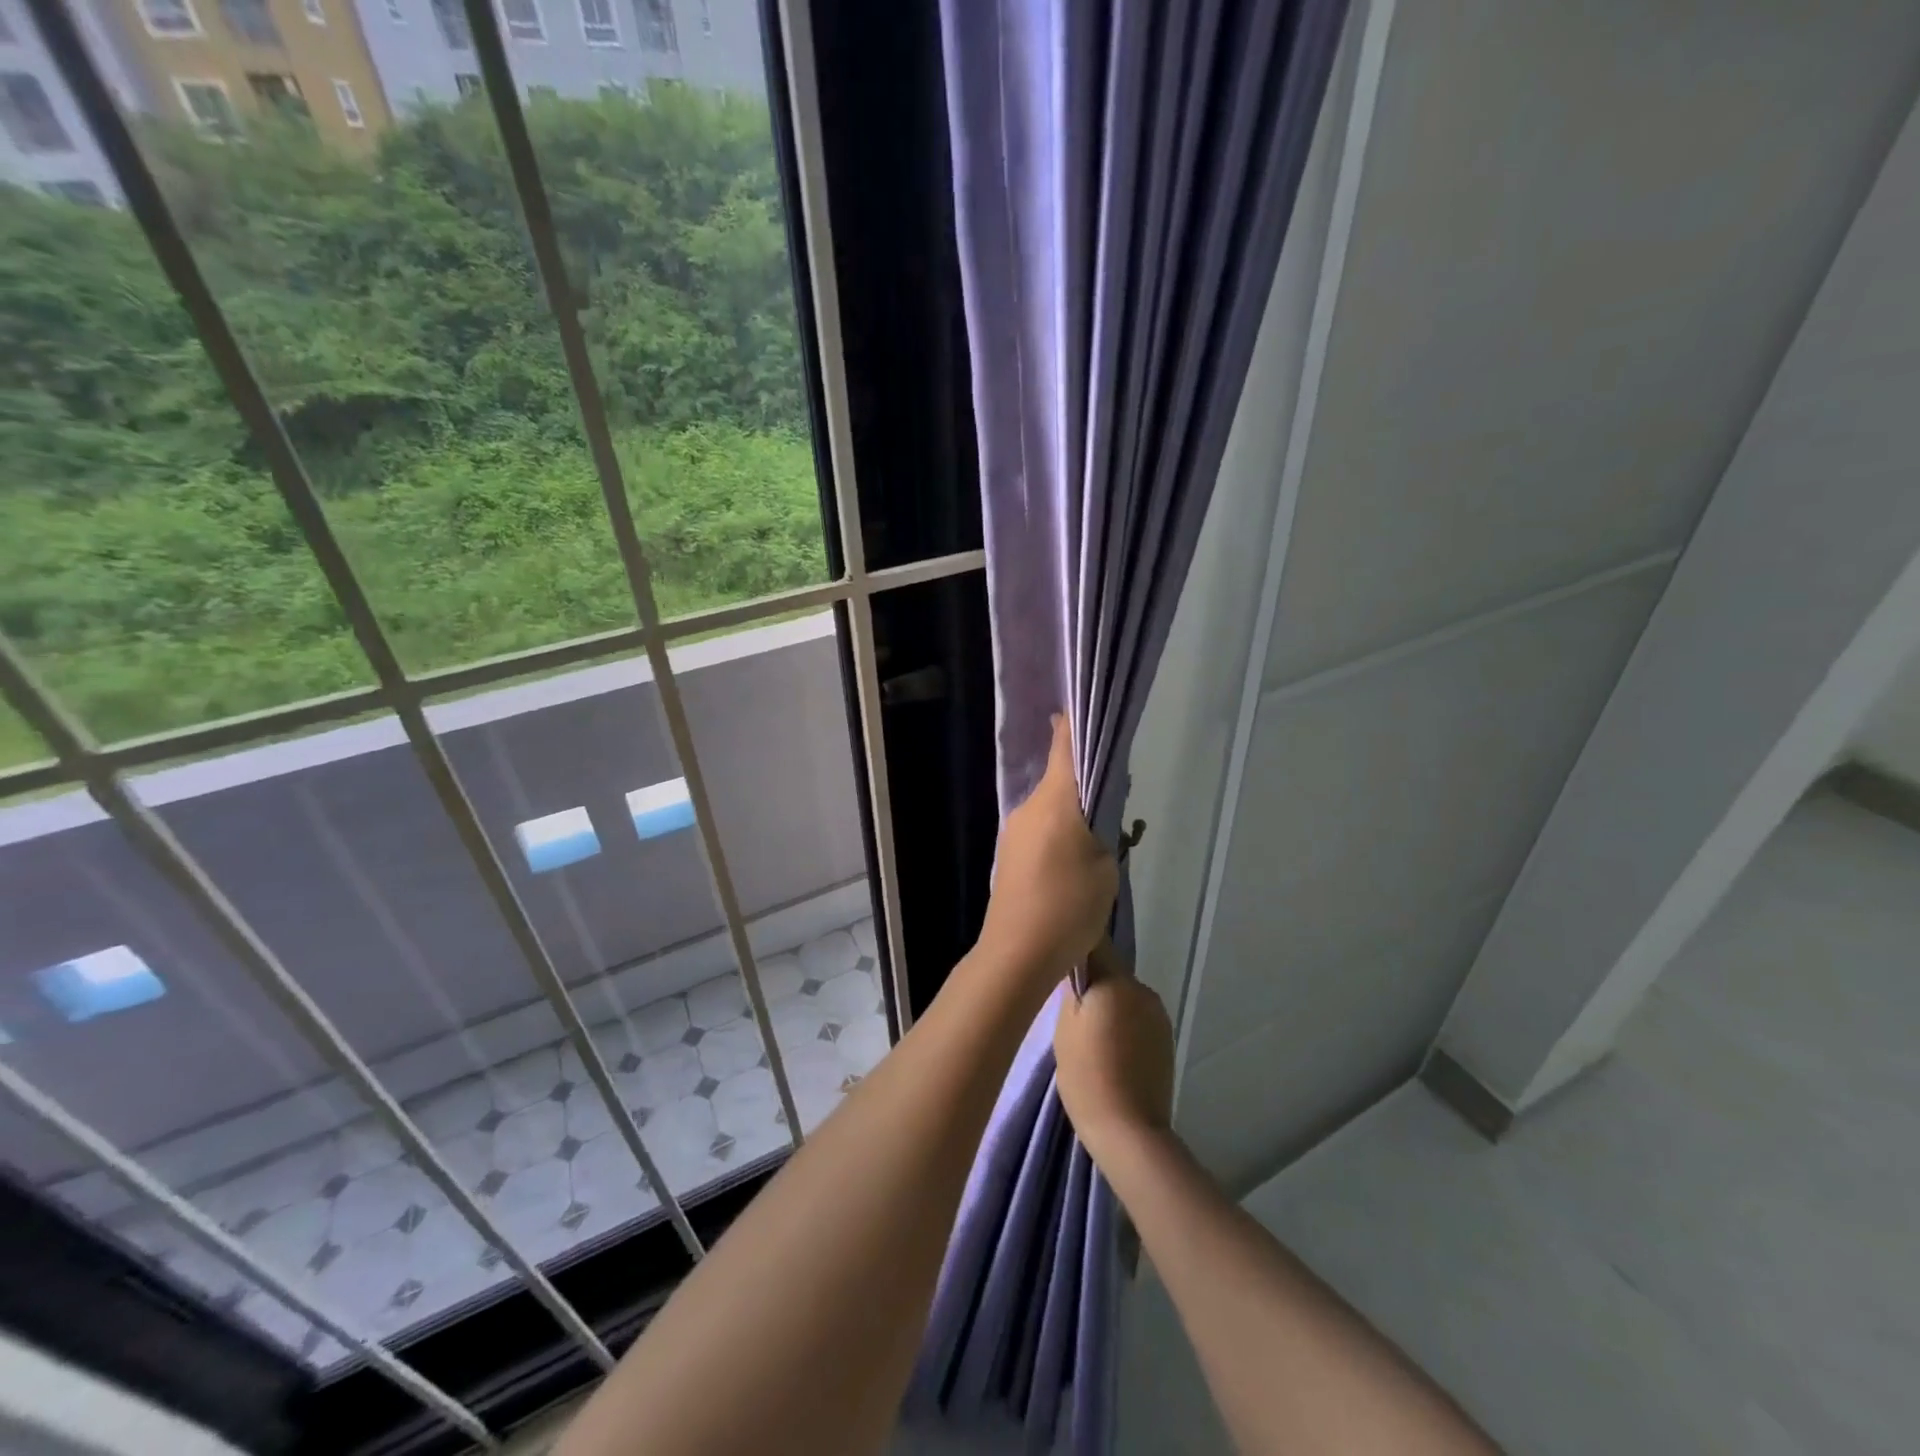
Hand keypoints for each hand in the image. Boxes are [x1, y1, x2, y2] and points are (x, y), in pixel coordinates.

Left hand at [977, 715, 1117, 988]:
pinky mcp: (1009, 857)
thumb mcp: (1105, 866)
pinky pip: (1040, 830)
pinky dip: (1059, 833)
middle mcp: (1029, 808)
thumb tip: (1096, 812)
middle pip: (1059, 780)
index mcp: (1054, 801)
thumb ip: (1104, 830)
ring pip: (1050, 808)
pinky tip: (1074, 861)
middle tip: (1115, 798)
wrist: (1017, 954)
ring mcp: (1014, 832)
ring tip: (1099, 839)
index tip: (1083, 710)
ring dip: (1072, 812)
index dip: (1074, 726)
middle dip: (1084, 781)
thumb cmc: (1069, 906)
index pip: (1064, 748)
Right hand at [1054, 939, 1173, 1168]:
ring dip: (1109, 1005)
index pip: (1094, 945)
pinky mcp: (1166, 1039)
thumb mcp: (1064, 1028)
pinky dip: (1123, 1025)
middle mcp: (1142, 989)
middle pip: (1110, 972)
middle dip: (1092, 983)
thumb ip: (1071, 990)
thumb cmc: (1087, 1075)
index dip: (1075, 947)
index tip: (1058, 959)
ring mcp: (1159, 1015)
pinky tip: (1111, 1052)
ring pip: (1124, 996)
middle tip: (1069, 1010)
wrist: (1129, 1131)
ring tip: (1090, 1036)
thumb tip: (1074, 966)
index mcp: (1117, 981)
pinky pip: (1137, 1017)